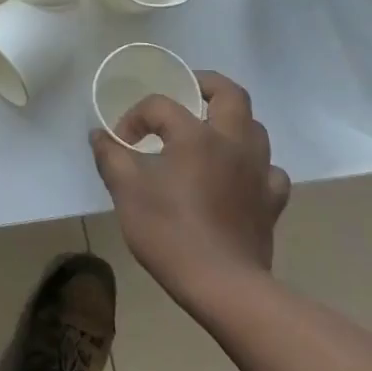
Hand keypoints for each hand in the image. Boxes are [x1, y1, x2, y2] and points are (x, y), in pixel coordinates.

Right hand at [89, 71, 290, 310]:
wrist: (223, 285)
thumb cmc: (169, 232)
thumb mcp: (126, 190)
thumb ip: (110, 156)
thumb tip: (99, 135)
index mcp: (195, 135)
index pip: (160, 106)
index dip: (134, 117)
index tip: (120, 143)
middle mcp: (233, 143)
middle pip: (230, 94)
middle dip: (204, 85)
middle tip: (184, 92)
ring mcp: (258, 171)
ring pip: (254, 127)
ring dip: (230, 122)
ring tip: (206, 133)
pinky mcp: (272, 201)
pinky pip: (268, 170)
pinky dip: (252, 165)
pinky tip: (236, 176)